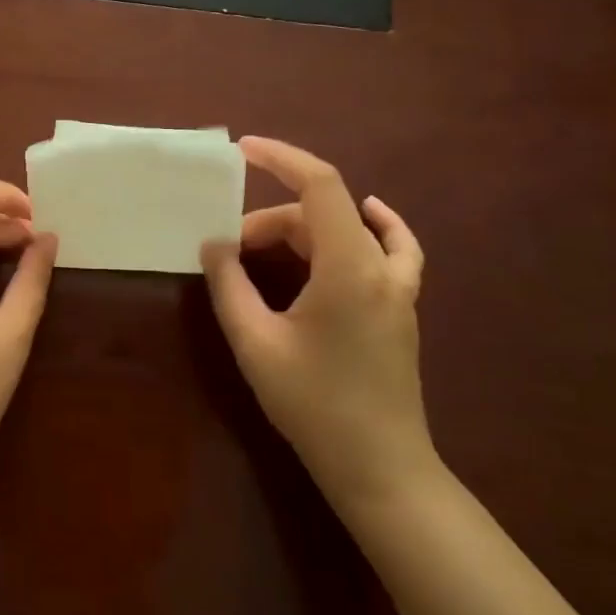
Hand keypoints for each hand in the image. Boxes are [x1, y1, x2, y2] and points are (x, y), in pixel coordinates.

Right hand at [201, 137, 435, 509]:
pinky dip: (374, 225)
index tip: (242, 150)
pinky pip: (392, 248)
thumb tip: (214, 244)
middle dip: (270, 220)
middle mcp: (381, 266)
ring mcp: (399, 287)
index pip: (320, 186)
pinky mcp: (401, 307)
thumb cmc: (312, 403)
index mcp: (348, 267)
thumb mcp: (255, 342)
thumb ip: (229, 285)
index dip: (281, 158)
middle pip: (323, 213)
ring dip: (303, 229)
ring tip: (261, 249)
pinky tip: (368, 216)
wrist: (378, 465)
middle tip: (228, 250)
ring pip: (349, 229)